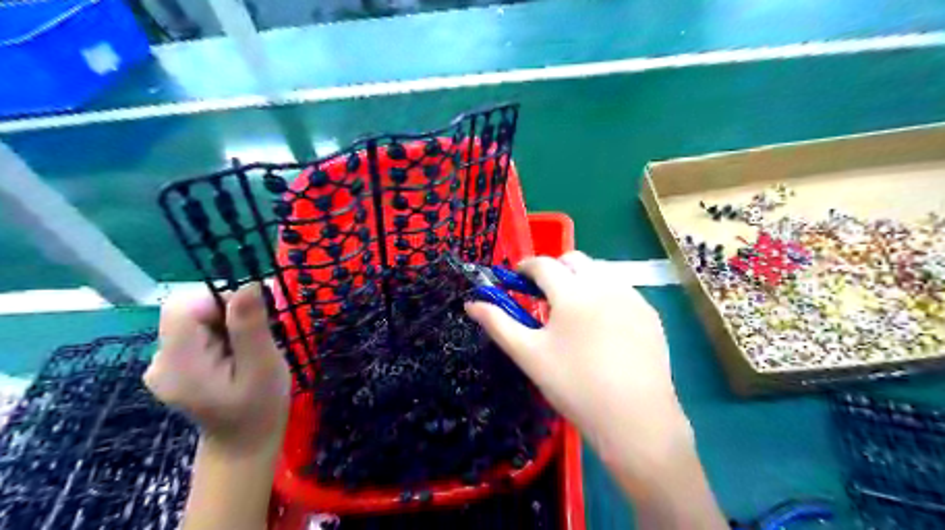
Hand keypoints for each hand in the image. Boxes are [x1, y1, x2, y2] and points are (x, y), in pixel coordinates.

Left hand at [142, 286, 289, 454]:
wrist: (243, 444)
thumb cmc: (259, 408)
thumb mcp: (263, 366)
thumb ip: (250, 326)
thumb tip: (249, 284)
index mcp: (178, 363)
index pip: (183, 307)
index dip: (220, 300)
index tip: (252, 318)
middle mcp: (160, 360)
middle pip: (188, 311)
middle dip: (227, 313)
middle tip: (257, 337)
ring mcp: (164, 363)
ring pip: (194, 318)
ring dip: (227, 323)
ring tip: (249, 349)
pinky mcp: (174, 363)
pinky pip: (196, 331)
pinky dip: (221, 333)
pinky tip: (237, 354)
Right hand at [465, 252, 690, 480]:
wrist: (635, 419)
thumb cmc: (574, 386)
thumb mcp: (529, 355)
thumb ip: (498, 323)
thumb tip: (471, 303)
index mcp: (572, 292)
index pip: (543, 264)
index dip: (525, 267)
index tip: (516, 278)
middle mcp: (605, 285)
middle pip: (574, 259)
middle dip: (555, 269)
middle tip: (544, 295)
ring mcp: (632, 298)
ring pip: (600, 271)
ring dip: (581, 279)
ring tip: (573, 310)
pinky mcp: (649, 314)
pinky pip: (621, 290)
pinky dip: (605, 294)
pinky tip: (602, 325)